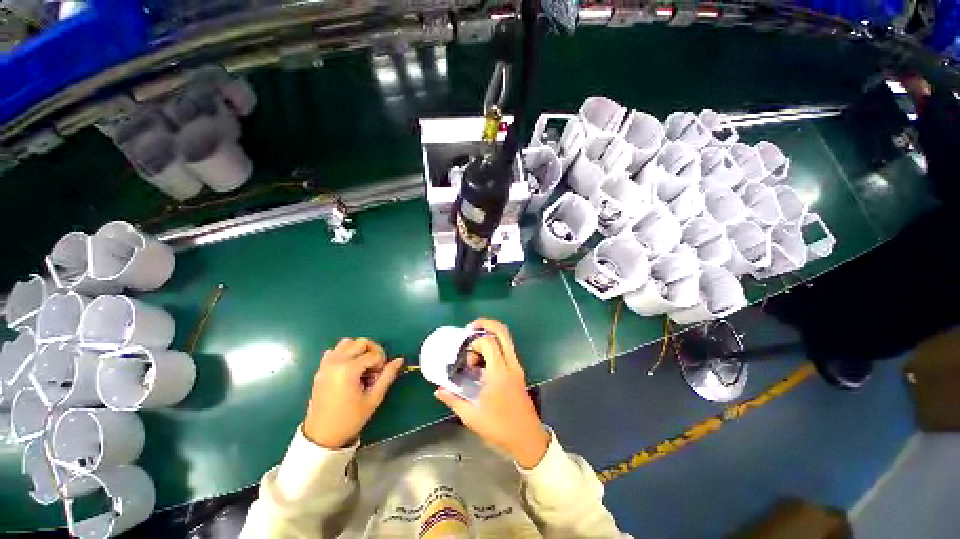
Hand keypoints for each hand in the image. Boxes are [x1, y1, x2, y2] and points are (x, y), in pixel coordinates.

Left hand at [303, 338, 403, 448]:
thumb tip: (400, 359)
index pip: (374, 354)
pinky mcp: (320, 369)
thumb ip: (388, 375)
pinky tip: (348, 368)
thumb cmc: (350, 418)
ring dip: (358, 350)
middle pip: (361, 342)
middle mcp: (336, 361)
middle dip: (372, 352)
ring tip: (362, 366)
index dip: (382, 363)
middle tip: (374, 369)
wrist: (322, 435)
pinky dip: (344, 353)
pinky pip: (334, 351)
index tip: (379, 377)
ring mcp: (326, 364)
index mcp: (349, 369)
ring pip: (347, 342)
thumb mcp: (374, 398)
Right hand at [433, 319, 549, 468]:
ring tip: (475, 347)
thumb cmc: (499, 427)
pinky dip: (495, 345)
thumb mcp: (472, 416)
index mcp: (499, 372)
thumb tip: (438, 391)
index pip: (489, 342)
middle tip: (470, 328)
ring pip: (507, 339)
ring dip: (490, 335)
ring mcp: (517, 366)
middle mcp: (511, 364)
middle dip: (486, 323)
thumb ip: (453, 400)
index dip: (474, 343)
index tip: (466, 358)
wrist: (527, 437)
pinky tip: (483, 360)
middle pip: (502, 331)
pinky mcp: (518, 371)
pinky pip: (507, 349)